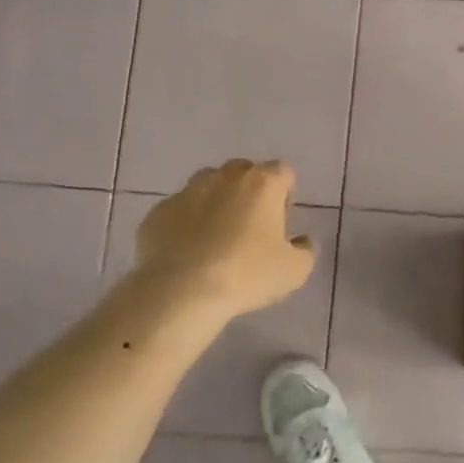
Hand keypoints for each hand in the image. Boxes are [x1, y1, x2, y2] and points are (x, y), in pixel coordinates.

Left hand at [134, 159, 315, 317]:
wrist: (181, 291)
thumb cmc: (247, 274)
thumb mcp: (295, 271)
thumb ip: (305, 250)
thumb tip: (301, 241)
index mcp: (262, 184)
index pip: (283, 172)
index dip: (285, 193)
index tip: (281, 221)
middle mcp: (225, 177)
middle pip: (244, 171)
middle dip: (250, 191)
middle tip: (251, 226)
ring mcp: (187, 191)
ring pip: (208, 185)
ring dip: (216, 201)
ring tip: (216, 235)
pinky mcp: (158, 212)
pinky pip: (179, 210)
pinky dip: (187, 222)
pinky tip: (188, 251)